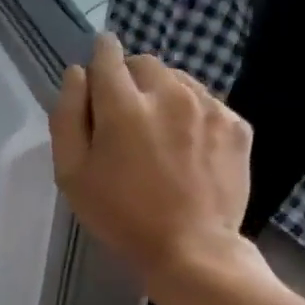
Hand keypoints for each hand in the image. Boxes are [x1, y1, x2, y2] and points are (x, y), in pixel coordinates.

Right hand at [50, 34, 255, 288]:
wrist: (191, 249)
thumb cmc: (120, 216)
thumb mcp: (72, 175)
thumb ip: (67, 118)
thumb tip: (76, 75)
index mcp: (123, 105)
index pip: (107, 55)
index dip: (98, 59)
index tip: (97, 75)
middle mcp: (169, 93)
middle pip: (144, 63)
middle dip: (129, 80)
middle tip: (123, 119)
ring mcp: (209, 106)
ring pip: (178, 80)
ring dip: (162, 96)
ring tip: (157, 136)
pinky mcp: (237, 124)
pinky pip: (206, 103)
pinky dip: (191, 115)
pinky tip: (185, 150)